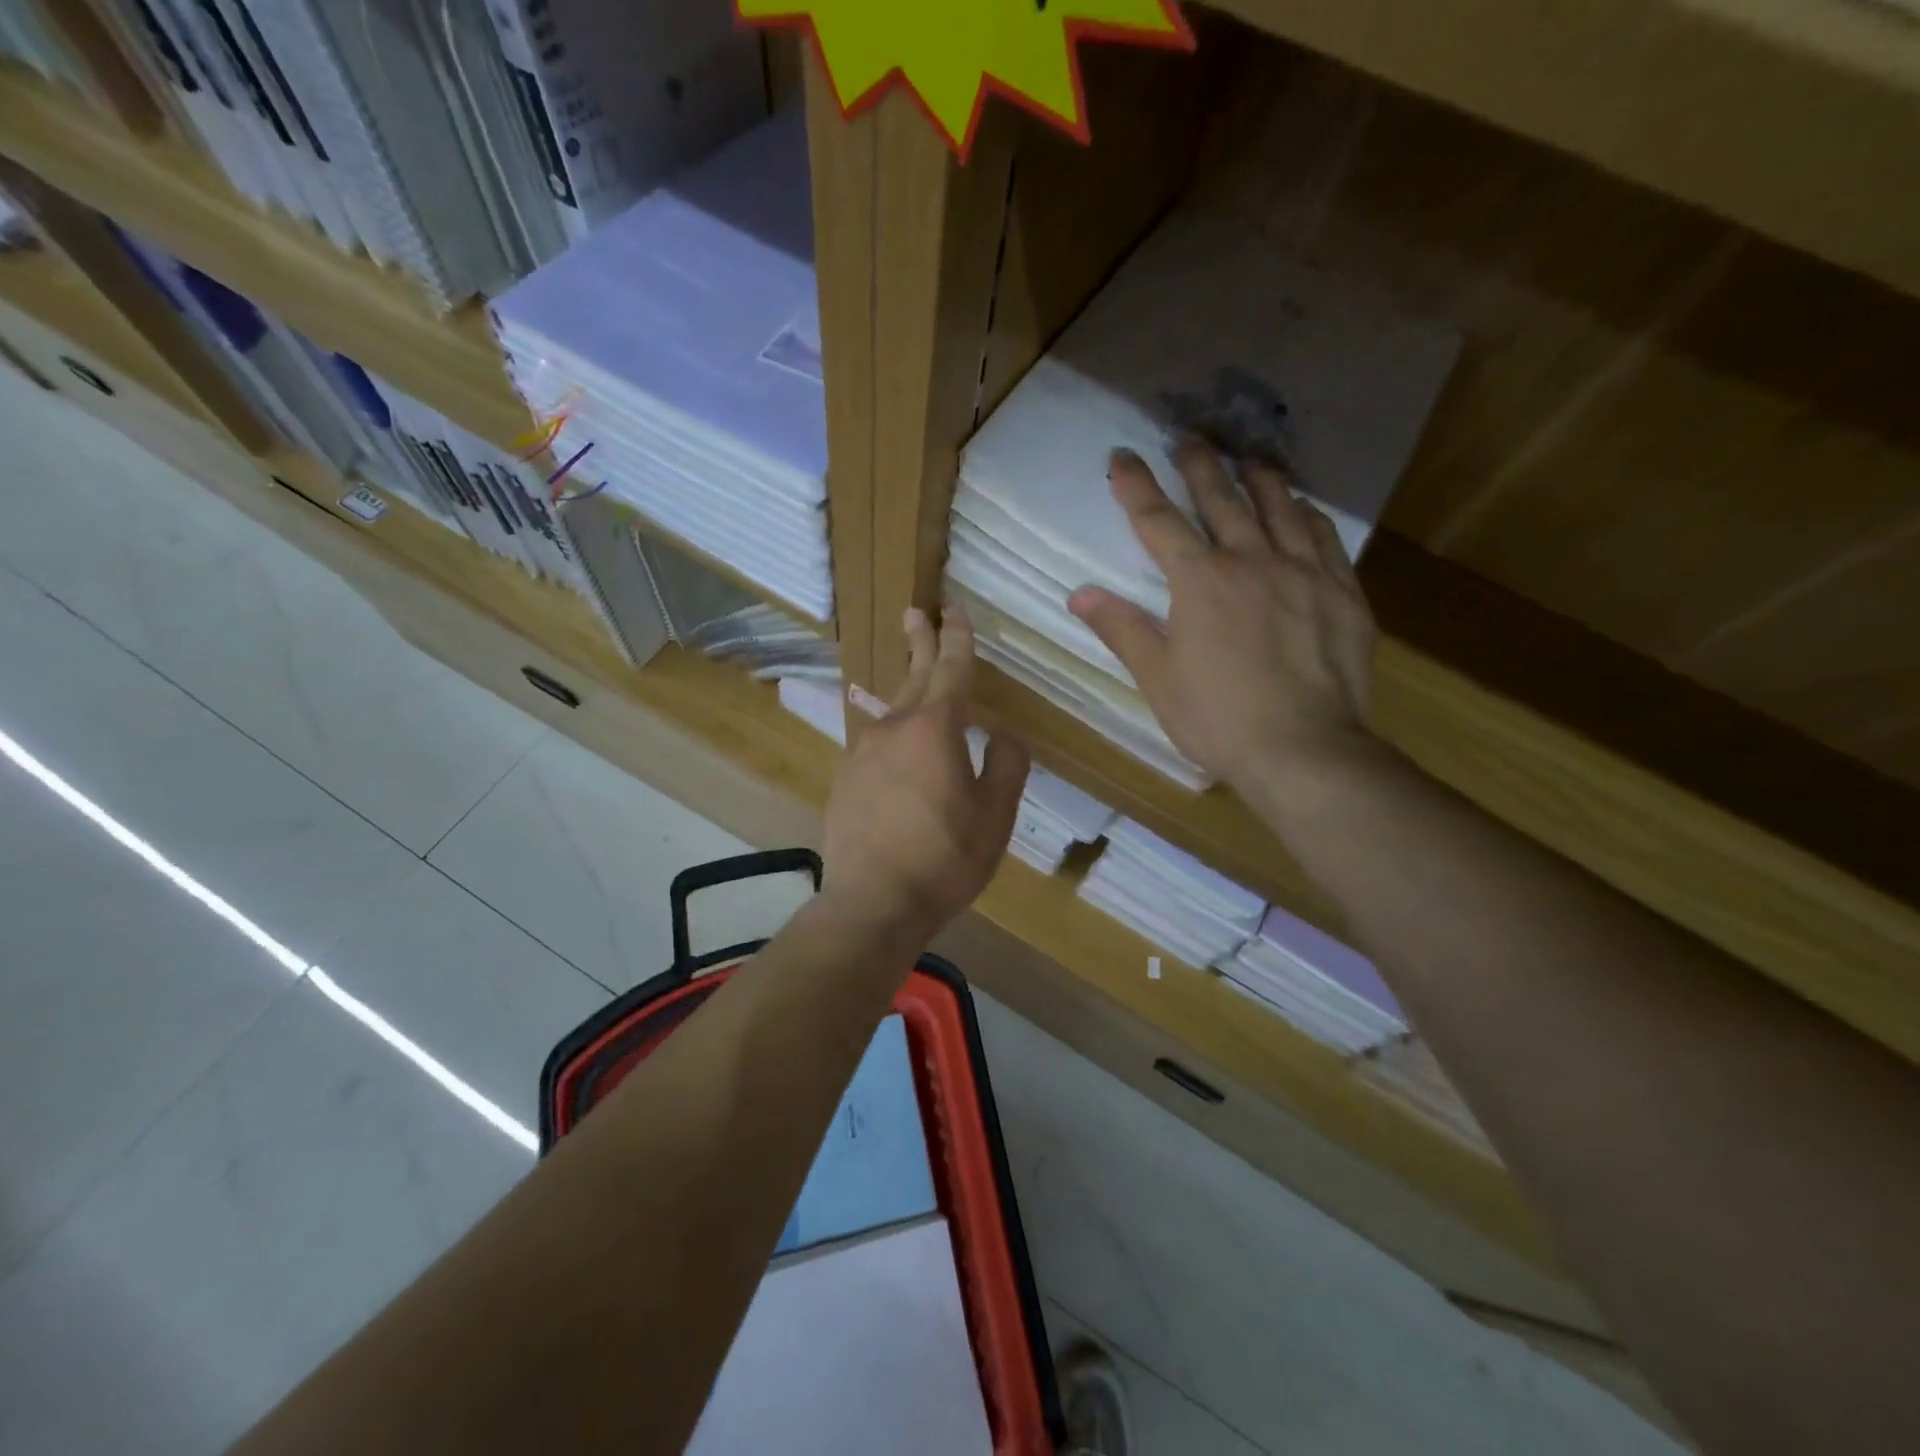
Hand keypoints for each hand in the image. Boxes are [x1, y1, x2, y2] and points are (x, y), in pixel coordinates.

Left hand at [821, 604, 1029, 936]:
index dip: (957, 637)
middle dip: (920, 642)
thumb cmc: (944, 857)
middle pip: (912, 676)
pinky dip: (893, 734)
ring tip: (914, 681)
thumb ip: (1006, 765)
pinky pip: (876, 744)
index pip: (951, 668)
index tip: (954, 609)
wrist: (872, 902)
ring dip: (906, 689)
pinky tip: (899, 751)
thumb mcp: (995, 815)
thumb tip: (1002, 736)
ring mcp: (862, 752)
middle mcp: (893, 728)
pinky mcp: (845, 779)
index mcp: (935, 728)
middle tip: (916, 613)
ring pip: (891, 711)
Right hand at [1068, 441, 1377, 807]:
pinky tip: (1303, 508)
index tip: (1122, 456)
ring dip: (1259, 478)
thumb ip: (1122, 629)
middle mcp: (1251, 561)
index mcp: (1199, 581)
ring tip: (1250, 458)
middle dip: (1200, 465)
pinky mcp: (1342, 592)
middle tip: (1188, 437)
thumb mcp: (1157, 679)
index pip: (1158, 521)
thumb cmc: (1218, 719)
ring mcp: (1302, 572)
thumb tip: (1080, 594)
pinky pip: (1323, 538)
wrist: (1305, 750)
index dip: (1136, 486)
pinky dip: (1307, 515)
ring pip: (1279, 508)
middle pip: (1221, 499)